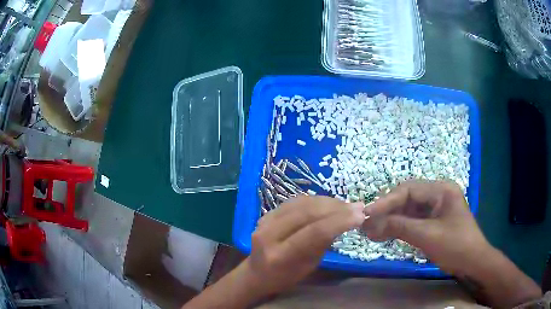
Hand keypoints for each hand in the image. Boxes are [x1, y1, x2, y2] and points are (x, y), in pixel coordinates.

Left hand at [246, 196, 364, 296]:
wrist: (257, 273)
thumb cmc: (286, 277)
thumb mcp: (309, 266)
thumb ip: (322, 243)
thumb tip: (343, 219)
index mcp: (280, 256)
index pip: (313, 232)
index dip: (339, 221)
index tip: (360, 215)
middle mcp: (268, 235)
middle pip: (307, 213)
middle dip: (336, 208)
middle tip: (357, 207)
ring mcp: (264, 221)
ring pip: (301, 203)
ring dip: (327, 201)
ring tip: (346, 205)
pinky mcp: (266, 214)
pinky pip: (294, 202)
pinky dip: (315, 201)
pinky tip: (328, 203)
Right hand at [362, 180, 489, 274]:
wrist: (472, 263)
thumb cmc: (455, 245)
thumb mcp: (428, 236)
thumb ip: (400, 227)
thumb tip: (369, 224)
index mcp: (441, 190)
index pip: (409, 190)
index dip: (387, 201)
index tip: (367, 213)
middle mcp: (438, 195)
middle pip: (407, 198)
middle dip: (387, 211)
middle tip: (367, 224)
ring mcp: (436, 208)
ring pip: (408, 210)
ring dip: (391, 221)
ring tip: (371, 232)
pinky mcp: (433, 221)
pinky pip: (413, 221)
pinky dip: (399, 228)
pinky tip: (385, 235)